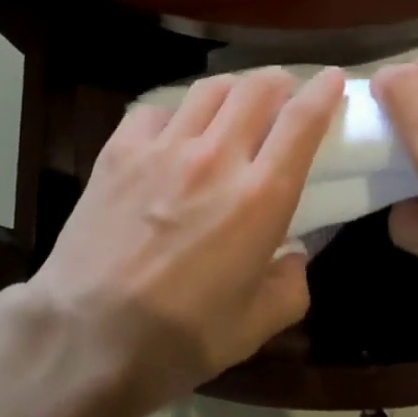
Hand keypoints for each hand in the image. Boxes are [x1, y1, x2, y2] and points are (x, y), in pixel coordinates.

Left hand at [27, 67, 343, 416]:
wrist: (85, 338)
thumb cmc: (179, 338)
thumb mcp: (255, 326)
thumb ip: (290, 284)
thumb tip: (294, 255)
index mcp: (259, 197)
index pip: (302, 122)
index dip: (324, 91)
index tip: (333, 78)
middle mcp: (216, 157)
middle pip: (257, 88)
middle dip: (278, 82)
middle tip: (282, 94)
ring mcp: (164, 148)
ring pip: (209, 89)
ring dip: (231, 91)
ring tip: (231, 108)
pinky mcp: (120, 150)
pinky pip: (155, 110)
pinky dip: (173, 115)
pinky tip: (170, 136)